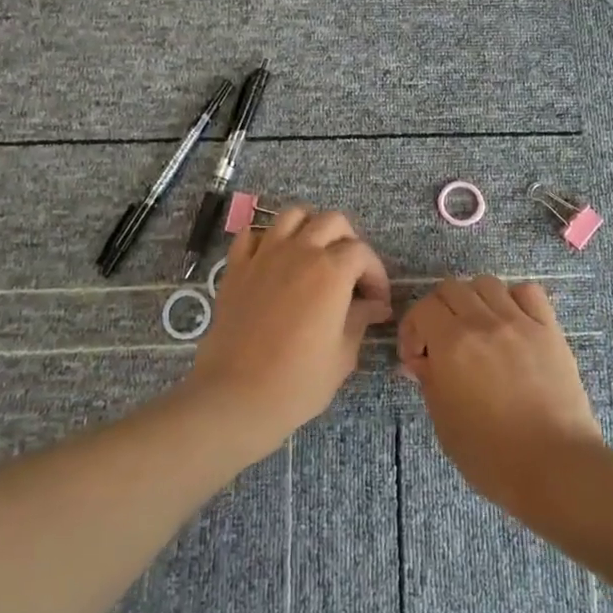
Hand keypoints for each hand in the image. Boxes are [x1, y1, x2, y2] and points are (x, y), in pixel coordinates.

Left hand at [185, 206, 392, 452]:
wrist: (235, 397)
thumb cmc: (298, 382)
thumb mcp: (342, 355)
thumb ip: (360, 320)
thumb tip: (375, 306)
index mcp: (332, 271)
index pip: (363, 253)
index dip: (376, 275)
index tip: (377, 301)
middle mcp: (300, 251)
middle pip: (332, 221)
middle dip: (348, 241)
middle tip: (350, 273)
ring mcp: (264, 255)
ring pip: (293, 215)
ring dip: (309, 228)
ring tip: (314, 255)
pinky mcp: (236, 267)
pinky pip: (252, 234)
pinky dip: (267, 239)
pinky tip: (274, 260)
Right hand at [398, 276, 602, 511]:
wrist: (555, 466)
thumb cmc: (492, 456)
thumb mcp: (445, 423)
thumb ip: (429, 381)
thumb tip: (421, 360)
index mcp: (452, 344)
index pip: (423, 308)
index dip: (412, 329)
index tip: (417, 357)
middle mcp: (484, 322)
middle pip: (452, 288)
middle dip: (439, 311)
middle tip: (442, 342)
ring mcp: (520, 321)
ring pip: (487, 284)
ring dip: (473, 301)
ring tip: (477, 330)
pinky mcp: (549, 328)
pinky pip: (528, 292)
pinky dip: (514, 299)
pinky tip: (512, 323)